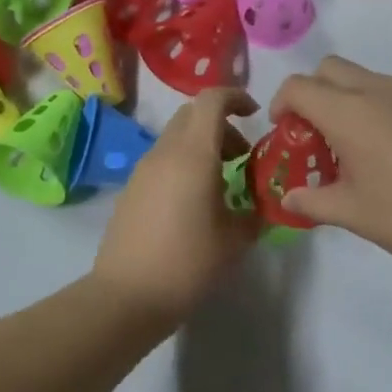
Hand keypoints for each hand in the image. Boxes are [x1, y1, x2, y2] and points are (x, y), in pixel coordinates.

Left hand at [92, 88, 262, 323]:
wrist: (127, 295)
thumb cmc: (188, 263)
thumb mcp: (235, 240)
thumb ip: (255, 213)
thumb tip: (264, 204)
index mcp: (193, 154)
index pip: (211, 100)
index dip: (235, 96)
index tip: (255, 114)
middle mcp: (165, 152)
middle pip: (192, 114)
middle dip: (221, 124)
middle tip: (241, 155)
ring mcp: (143, 169)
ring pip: (176, 136)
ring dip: (202, 144)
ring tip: (222, 182)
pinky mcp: (131, 188)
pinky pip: (162, 159)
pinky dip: (183, 162)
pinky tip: (194, 201)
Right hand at [269, 56, 391, 267]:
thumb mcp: (354, 214)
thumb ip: (314, 202)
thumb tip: (290, 197)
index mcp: (349, 111)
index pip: (298, 86)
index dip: (281, 105)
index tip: (284, 135)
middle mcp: (376, 90)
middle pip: (328, 68)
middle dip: (311, 93)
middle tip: (313, 135)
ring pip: (359, 77)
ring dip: (342, 99)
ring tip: (349, 148)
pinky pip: (386, 91)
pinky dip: (370, 107)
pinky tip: (384, 152)